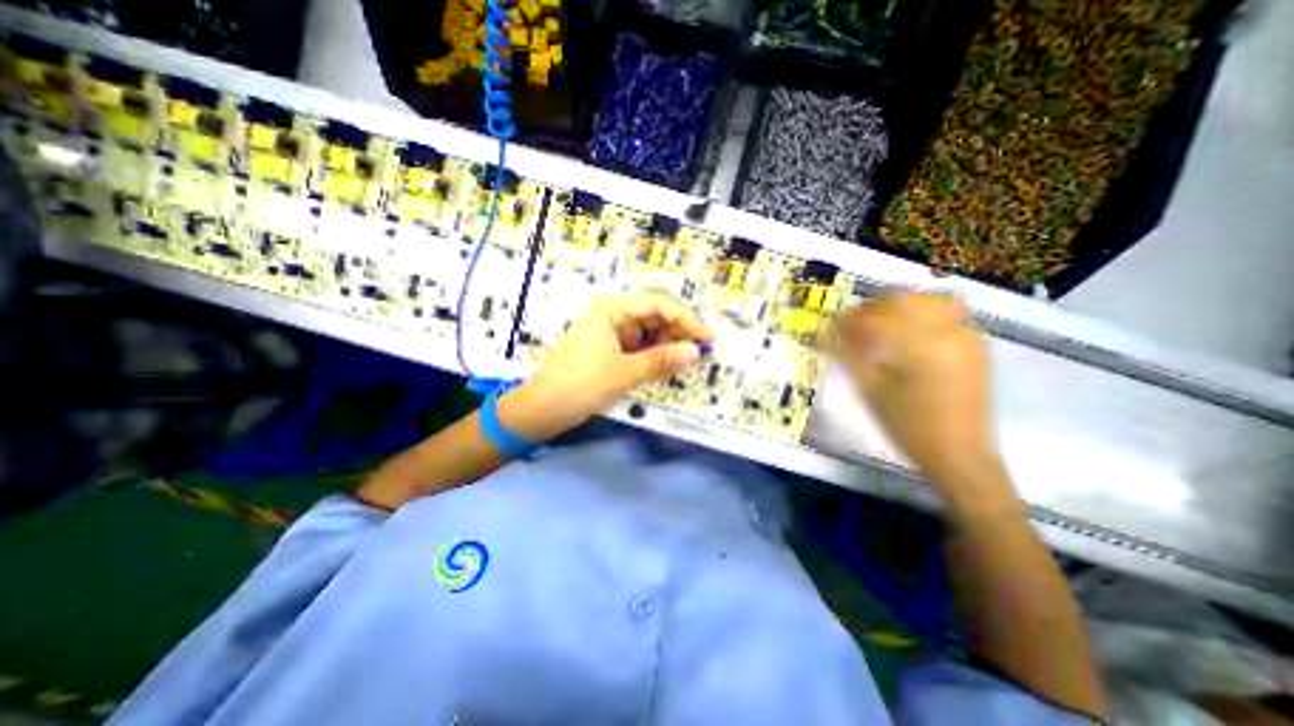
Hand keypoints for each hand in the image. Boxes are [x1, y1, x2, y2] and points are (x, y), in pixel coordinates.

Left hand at [497, 293, 718, 439]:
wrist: (541, 409)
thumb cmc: (578, 385)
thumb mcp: (623, 373)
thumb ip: (661, 361)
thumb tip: (695, 352)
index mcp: (612, 308)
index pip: (659, 304)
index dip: (688, 320)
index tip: (709, 339)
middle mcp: (613, 314)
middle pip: (656, 314)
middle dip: (680, 331)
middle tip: (702, 352)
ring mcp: (612, 331)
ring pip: (651, 331)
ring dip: (670, 344)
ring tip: (688, 361)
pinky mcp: (611, 349)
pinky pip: (641, 346)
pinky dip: (656, 355)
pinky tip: (669, 365)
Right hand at [841, 295, 998, 488]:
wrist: (959, 454)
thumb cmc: (907, 426)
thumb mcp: (870, 391)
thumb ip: (847, 355)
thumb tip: (824, 333)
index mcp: (919, 346)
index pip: (874, 317)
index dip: (846, 319)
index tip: (829, 326)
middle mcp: (947, 331)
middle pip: (901, 299)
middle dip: (870, 307)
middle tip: (851, 324)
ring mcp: (966, 335)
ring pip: (925, 300)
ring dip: (896, 306)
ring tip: (878, 324)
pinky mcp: (975, 344)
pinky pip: (945, 313)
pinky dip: (919, 314)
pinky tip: (906, 332)